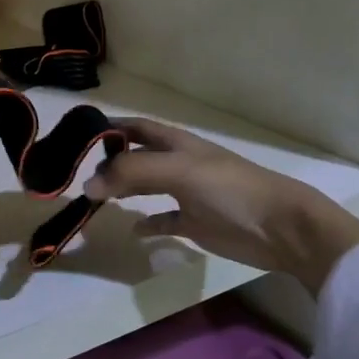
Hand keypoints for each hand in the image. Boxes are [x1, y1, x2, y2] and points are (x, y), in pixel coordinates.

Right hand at [82, 117, 358, 289]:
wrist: (280, 228)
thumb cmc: (230, 190)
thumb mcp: (179, 172)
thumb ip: (132, 172)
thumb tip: (88, 184)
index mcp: (178, 144)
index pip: (137, 127)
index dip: (111, 127)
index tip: (79, 136)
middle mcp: (179, 164)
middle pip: (138, 157)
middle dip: (111, 161)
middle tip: (79, 173)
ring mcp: (188, 194)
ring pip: (147, 187)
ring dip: (124, 190)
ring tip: (95, 198)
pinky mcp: (196, 223)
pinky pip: (165, 220)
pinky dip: (148, 224)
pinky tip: (133, 231)